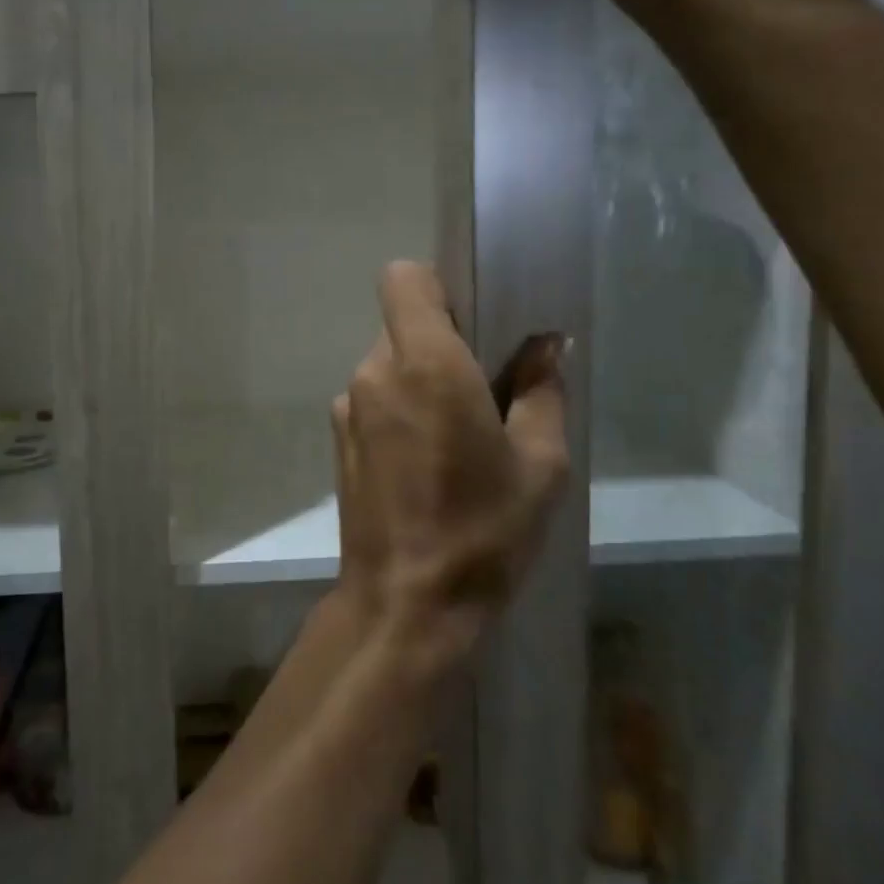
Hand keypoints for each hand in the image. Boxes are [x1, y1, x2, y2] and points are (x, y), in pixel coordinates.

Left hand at [332, 263, 569, 671]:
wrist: (404, 606)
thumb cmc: (483, 531)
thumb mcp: (540, 464)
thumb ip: (542, 390)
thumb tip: (545, 344)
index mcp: (424, 363)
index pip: (404, 277)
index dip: (438, 285)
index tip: (474, 320)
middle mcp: (374, 372)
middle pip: (401, 322)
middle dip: (441, 340)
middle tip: (485, 387)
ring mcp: (348, 406)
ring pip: (388, 363)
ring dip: (420, 379)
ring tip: (458, 435)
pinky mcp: (337, 439)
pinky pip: (374, 399)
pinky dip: (399, 409)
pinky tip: (424, 461)